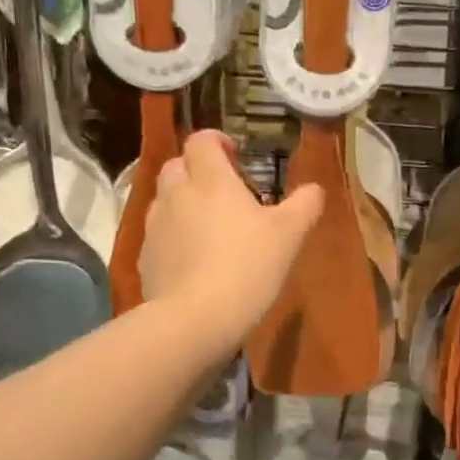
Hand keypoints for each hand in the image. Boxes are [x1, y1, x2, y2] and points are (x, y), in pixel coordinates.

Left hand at [142, 131, 322, 344]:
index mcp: (211, 180)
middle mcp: (177, 194)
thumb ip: (304, 205)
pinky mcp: (145, 257)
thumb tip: (314, 189)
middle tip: (224, 191)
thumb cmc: (248, 266)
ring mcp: (155, 226)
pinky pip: (159, 233)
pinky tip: (194, 259)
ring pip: (165, 199)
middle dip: (197, 169)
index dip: (216, 140)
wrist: (195, 319)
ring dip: (184, 202)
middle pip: (178, 165)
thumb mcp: (289, 235)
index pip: (202, 140)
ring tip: (209, 226)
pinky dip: (174, 235)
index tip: (235, 155)